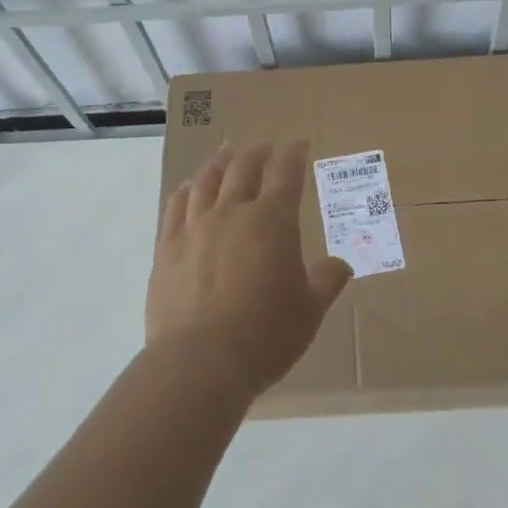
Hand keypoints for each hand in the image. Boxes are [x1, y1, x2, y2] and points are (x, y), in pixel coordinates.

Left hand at [146, 140, 352, 397]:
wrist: (199, 363)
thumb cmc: (264, 335)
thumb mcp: (309, 311)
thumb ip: (326, 281)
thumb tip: (341, 264)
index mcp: (272, 221)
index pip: (285, 173)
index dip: (293, 154)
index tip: (298, 144)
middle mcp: (233, 212)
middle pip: (243, 168)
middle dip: (258, 152)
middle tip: (265, 146)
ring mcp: (195, 227)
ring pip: (207, 180)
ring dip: (220, 162)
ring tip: (227, 153)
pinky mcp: (167, 247)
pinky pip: (176, 207)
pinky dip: (186, 190)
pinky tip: (189, 187)